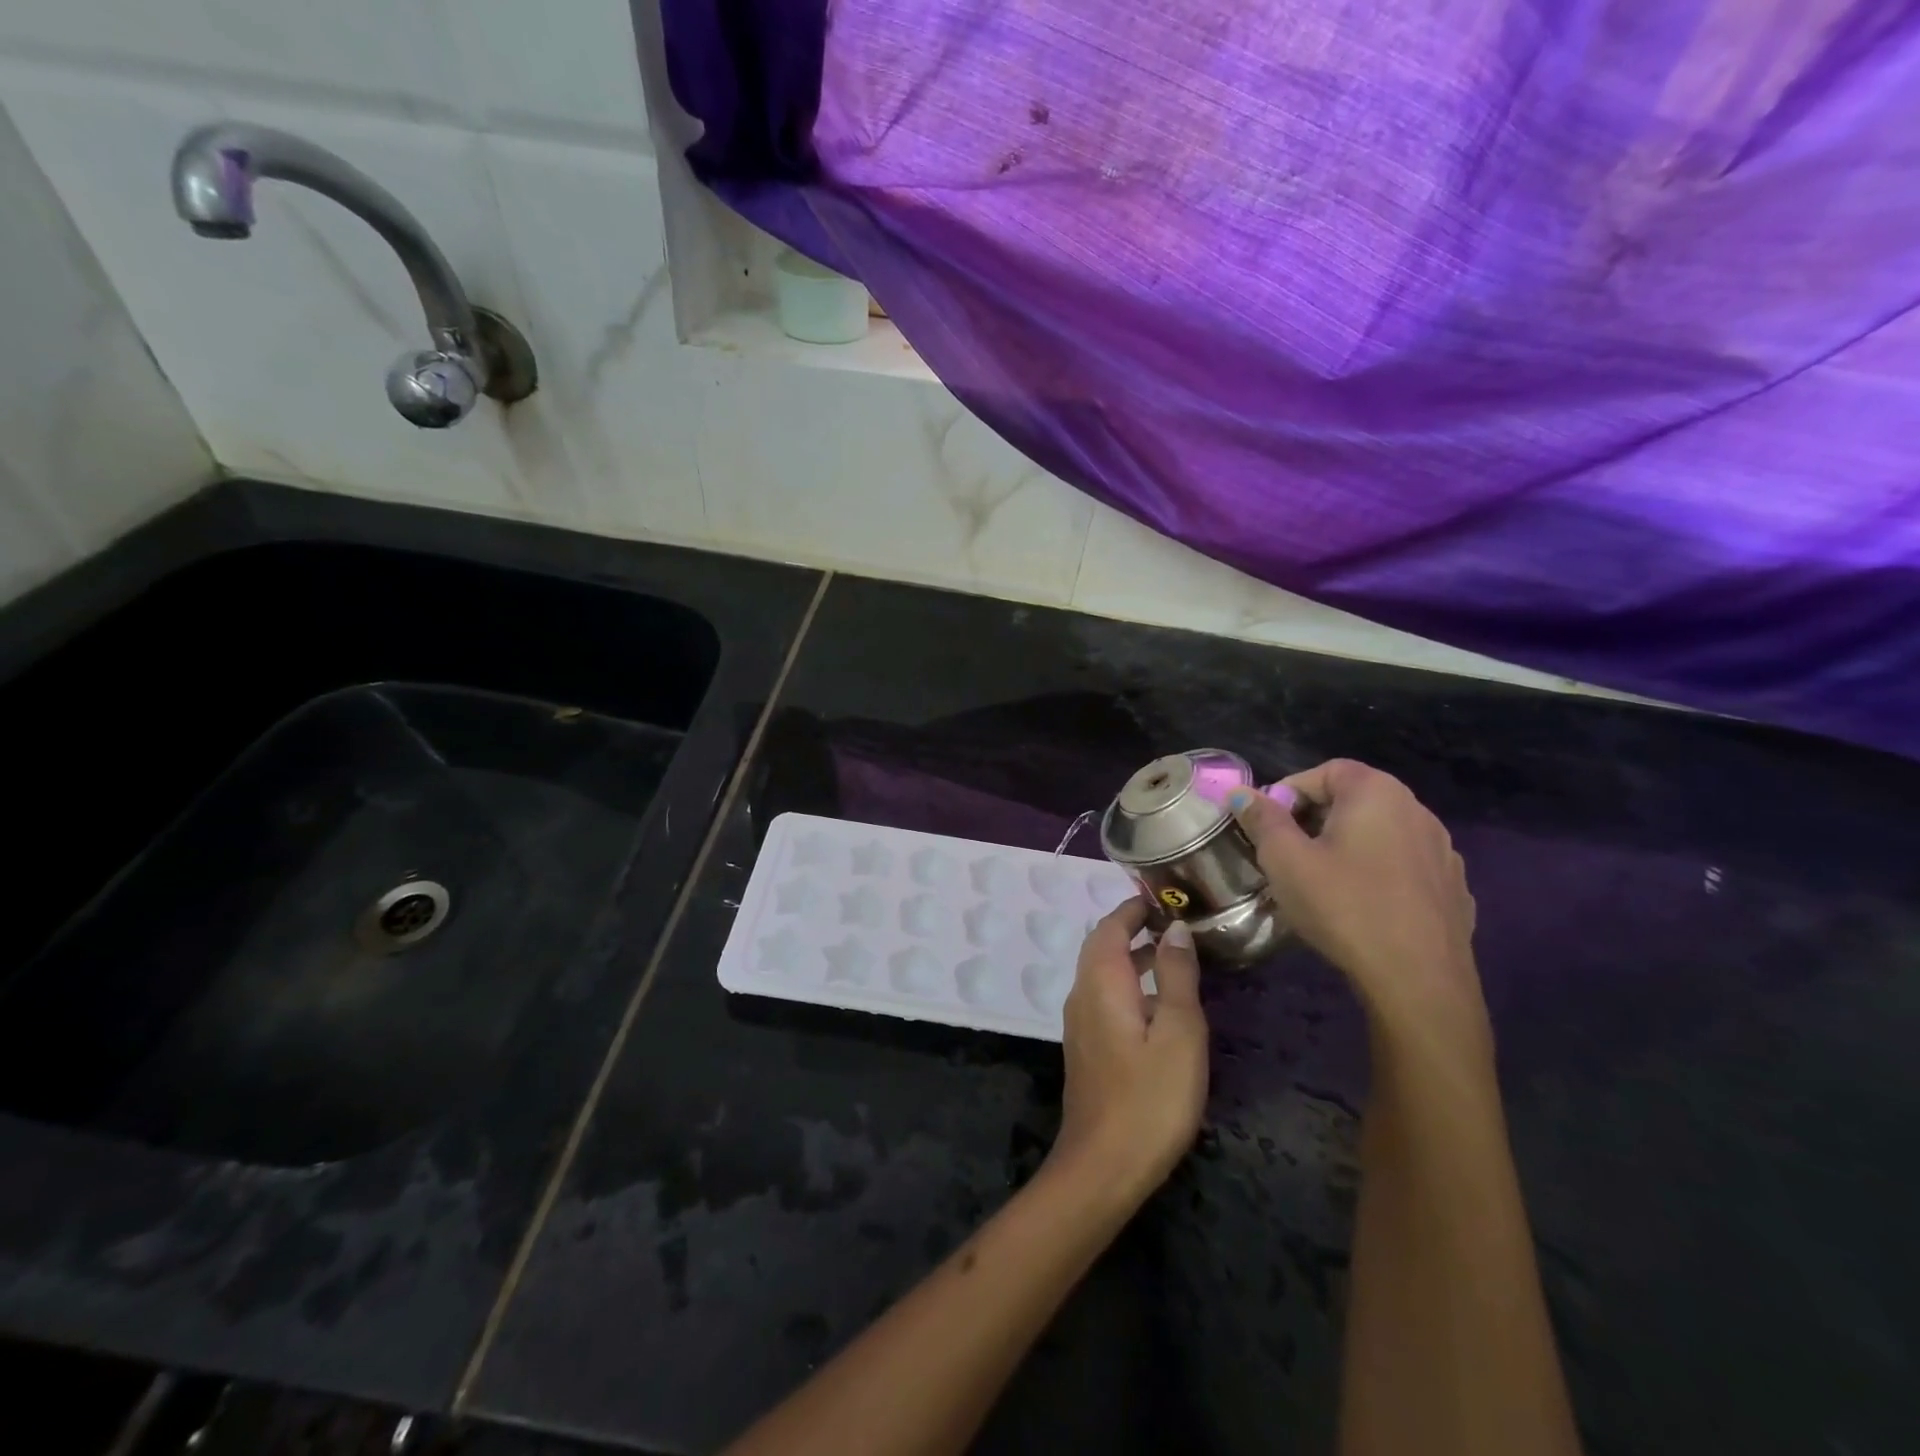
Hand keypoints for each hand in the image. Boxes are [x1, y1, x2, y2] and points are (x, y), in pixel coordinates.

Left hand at [1049, 900, 1207, 1204]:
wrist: (1102, 1165)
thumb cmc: (1150, 1097)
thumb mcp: (1178, 1032)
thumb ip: (1176, 976)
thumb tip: (1175, 928)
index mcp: (1101, 981)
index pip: (1110, 926)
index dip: (1134, 908)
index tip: (1162, 896)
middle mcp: (1082, 993)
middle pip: (1102, 946)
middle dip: (1133, 928)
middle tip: (1174, 922)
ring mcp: (1080, 1022)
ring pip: (1102, 973)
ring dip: (1132, 957)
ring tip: (1173, 956)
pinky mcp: (1087, 1047)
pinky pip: (1104, 997)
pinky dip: (1128, 984)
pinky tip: (1157, 1005)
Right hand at [1227, 760, 1485, 1046]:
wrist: (1419, 980)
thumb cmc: (1344, 907)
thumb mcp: (1286, 860)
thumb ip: (1262, 819)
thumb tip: (1242, 793)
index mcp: (1377, 793)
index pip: (1326, 770)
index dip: (1290, 790)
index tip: (1268, 824)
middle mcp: (1417, 810)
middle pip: (1356, 798)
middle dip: (1315, 817)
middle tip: (1288, 852)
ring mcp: (1443, 851)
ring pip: (1382, 833)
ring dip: (1348, 844)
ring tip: (1323, 880)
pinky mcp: (1453, 888)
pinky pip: (1404, 865)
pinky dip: (1379, 872)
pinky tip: (1363, 905)